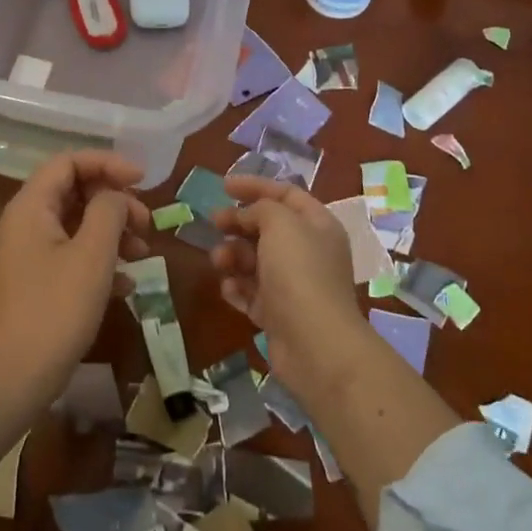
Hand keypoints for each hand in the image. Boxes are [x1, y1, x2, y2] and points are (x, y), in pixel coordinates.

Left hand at [0, 151, 151, 397]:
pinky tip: (126, 284)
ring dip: (112, 232)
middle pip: (74, 191)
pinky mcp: (35, 283)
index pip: (68, 162)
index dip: (107, 163)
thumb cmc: (56, 310)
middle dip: (114, 201)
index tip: (142, 180)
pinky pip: (70, 255)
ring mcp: (27, 254)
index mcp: (30, 207)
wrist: (14, 378)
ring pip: (75, 225)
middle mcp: (24, 223)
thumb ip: (108, 212)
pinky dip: (99, 260)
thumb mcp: (92, 255)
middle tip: (146, 222)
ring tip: (143, 252)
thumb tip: (115, 196)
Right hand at [211, 175, 369, 398]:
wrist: (316, 345)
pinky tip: (229, 289)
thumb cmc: (300, 273)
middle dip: (239, 223)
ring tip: (219, 262)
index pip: (286, 194)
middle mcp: (308, 252)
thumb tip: (248, 217)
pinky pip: (252, 293)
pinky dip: (238, 288)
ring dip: (233, 256)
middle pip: (267, 228)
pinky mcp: (279, 314)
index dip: (255, 186)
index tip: (223, 186)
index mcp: (317, 225)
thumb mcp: (281, 224)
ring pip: (255, 261)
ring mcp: (293, 285)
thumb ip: (261, 208)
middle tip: (214, 223)